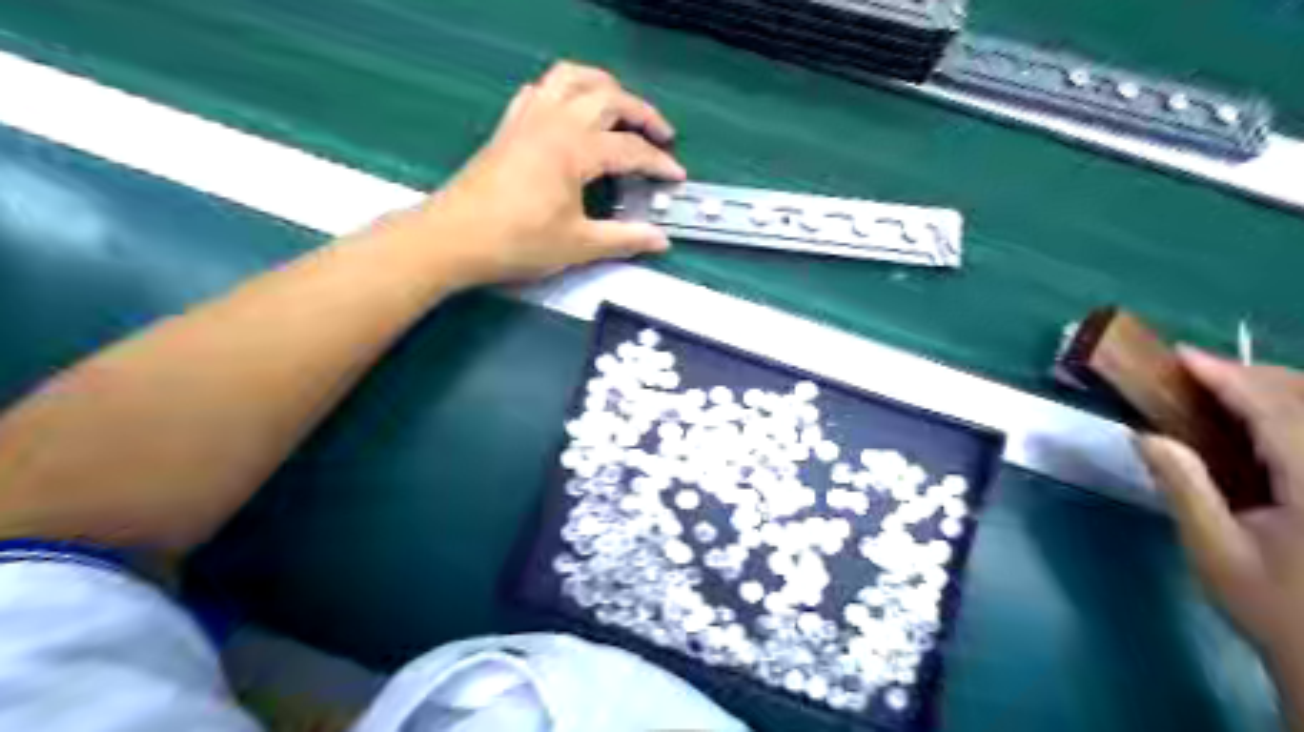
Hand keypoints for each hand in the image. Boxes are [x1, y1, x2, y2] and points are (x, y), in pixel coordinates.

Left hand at [404, 59, 685, 287]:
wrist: (453, 238)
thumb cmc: (518, 242)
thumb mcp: (578, 245)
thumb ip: (625, 238)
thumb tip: (661, 240)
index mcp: (575, 149)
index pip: (630, 149)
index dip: (659, 163)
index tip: (677, 177)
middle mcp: (555, 121)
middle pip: (609, 98)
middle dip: (642, 113)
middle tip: (662, 136)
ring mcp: (528, 118)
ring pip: (572, 78)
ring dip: (604, 85)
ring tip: (621, 107)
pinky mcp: (509, 125)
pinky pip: (540, 89)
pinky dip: (563, 90)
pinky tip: (569, 111)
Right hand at [1137, 352, 1303, 670]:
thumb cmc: (1274, 608)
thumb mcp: (1215, 551)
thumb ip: (1184, 488)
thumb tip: (1144, 434)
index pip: (1275, 412)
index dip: (1228, 377)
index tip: (1183, 355)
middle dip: (1254, 374)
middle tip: (1195, 368)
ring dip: (1279, 388)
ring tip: (1225, 383)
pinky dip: (1295, 411)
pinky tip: (1267, 416)